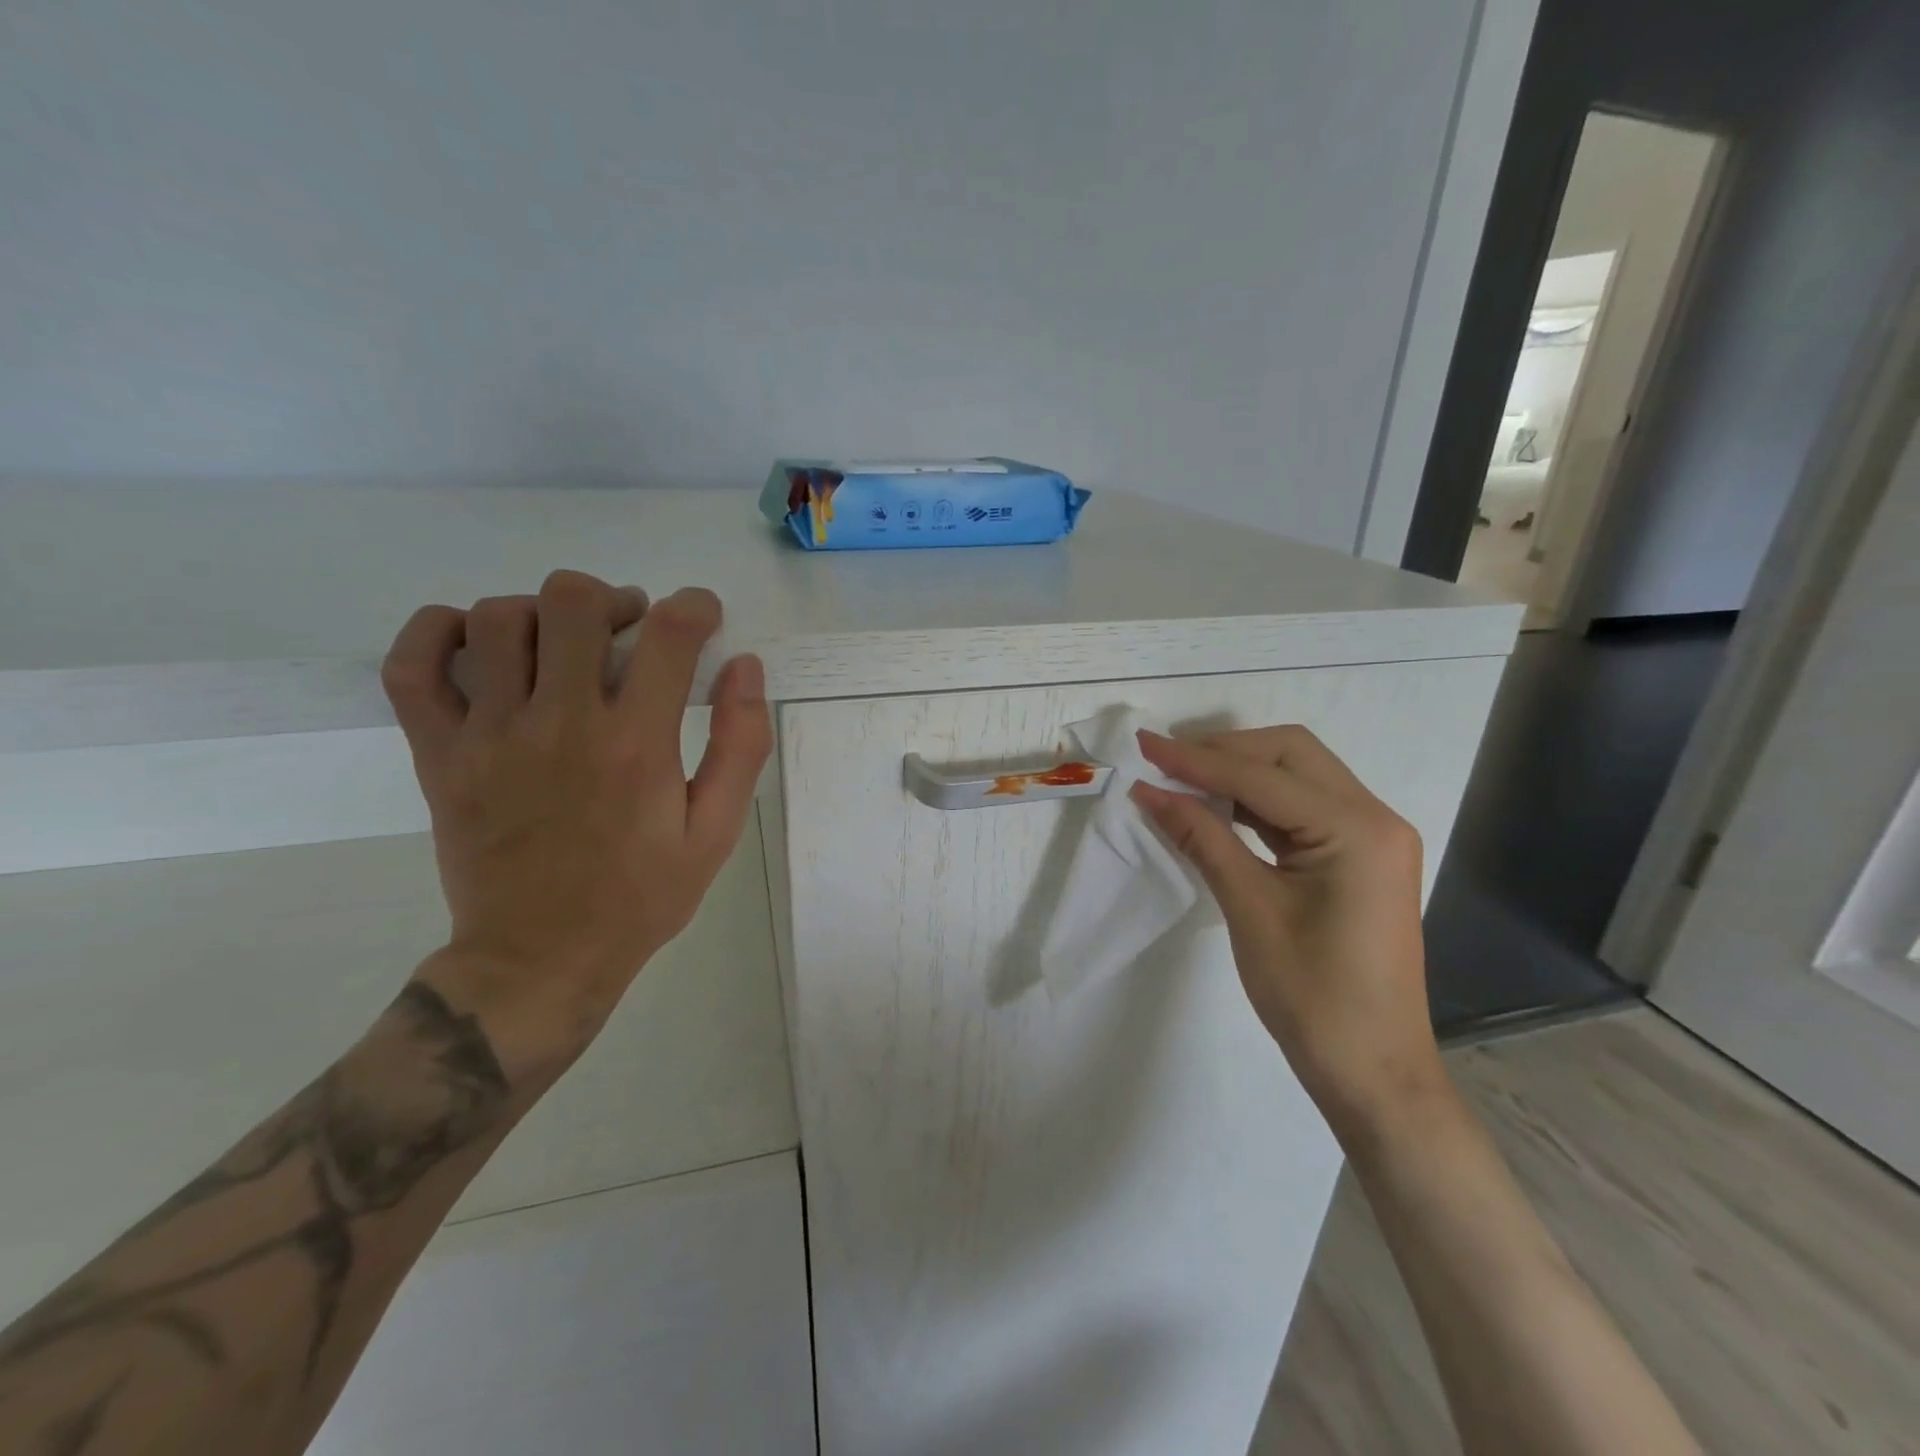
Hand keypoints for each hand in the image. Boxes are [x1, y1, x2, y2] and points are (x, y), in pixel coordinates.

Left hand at [379, 571, 771, 1074]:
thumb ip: (740, 745)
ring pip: (497, 619)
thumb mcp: (715, 831)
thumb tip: (744, 667)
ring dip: (541, 613)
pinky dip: (436, 631)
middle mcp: (561, 723)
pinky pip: (412, 665)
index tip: (702, 617)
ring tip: (564, 643)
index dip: (695, 607)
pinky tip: (477, 642)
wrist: (538, 960)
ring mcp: (488, 735)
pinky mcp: (438, 754)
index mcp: (636, 744)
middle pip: (572, 602)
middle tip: (629, 627)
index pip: (670, 634)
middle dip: (612, 599)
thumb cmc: (640, 896)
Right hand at [1130, 726, 1446, 1144]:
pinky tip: (1217, 806)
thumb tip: (1150, 792)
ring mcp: (1372, 837)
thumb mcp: (1249, 908)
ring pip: (1297, 775)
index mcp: (1357, 829)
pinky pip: (1303, 808)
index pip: (1262, 776)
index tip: (1143, 745)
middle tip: (1165, 761)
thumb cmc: (1311, 995)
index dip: (1196, 759)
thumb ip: (1201, 837)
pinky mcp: (1359, 857)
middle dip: (1223, 751)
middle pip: (1290, 754)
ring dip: (1239, 771)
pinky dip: (1257, 800)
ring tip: (1182, 777)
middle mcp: (1374, 818)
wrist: (1372, 1070)